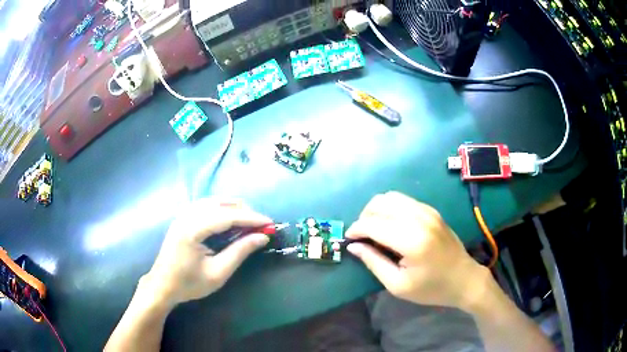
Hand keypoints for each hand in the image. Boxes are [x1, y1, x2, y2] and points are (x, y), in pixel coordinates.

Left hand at [140, 199, 270, 307]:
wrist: (163, 285)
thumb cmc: (189, 283)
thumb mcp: (218, 273)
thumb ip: (240, 252)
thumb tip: (262, 237)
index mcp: (193, 229)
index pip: (227, 216)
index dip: (251, 218)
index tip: (270, 223)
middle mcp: (187, 216)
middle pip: (220, 204)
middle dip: (243, 211)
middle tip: (261, 224)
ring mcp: (182, 215)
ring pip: (213, 201)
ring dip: (233, 208)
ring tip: (249, 220)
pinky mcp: (182, 218)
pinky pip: (205, 206)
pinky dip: (221, 209)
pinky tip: (229, 219)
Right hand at [346, 191, 488, 309]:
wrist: (464, 278)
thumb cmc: (431, 288)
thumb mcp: (398, 285)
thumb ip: (374, 262)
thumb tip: (354, 246)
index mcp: (412, 240)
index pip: (373, 224)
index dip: (356, 229)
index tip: (349, 239)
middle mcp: (419, 218)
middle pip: (380, 204)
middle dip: (364, 217)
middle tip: (362, 236)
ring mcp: (427, 211)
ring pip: (391, 197)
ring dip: (376, 210)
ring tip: (374, 228)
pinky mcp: (432, 210)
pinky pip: (404, 199)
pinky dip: (390, 208)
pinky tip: (391, 224)